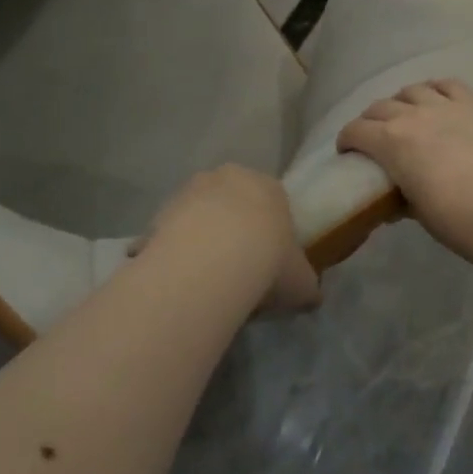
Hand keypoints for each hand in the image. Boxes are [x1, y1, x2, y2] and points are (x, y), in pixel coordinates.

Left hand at [142, 166, 319, 316]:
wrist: (214, 259)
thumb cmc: (269, 261)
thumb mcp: (302, 281)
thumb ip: (307, 285)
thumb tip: (311, 296)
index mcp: (269, 186)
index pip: (272, 204)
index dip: (269, 234)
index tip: (267, 262)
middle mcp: (229, 177)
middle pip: (232, 203)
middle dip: (232, 229)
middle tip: (235, 268)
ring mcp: (191, 189)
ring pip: (198, 214)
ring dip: (200, 237)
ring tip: (204, 278)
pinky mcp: (162, 209)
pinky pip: (169, 233)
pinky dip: (172, 251)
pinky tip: (178, 279)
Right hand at [337, 80, 472, 261]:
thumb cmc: (453, 219)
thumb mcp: (414, 210)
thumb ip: (399, 196)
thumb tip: (392, 200)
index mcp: (390, 142)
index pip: (356, 131)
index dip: (347, 140)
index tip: (347, 150)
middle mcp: (411, 115)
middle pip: (379, 107)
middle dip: (370, 121)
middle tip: (373, 136)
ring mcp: (444, 106)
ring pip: (411, 90)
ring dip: (401, 102)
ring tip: (406, 115)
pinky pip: (448, 84)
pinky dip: (436, 88)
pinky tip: (436, 98)